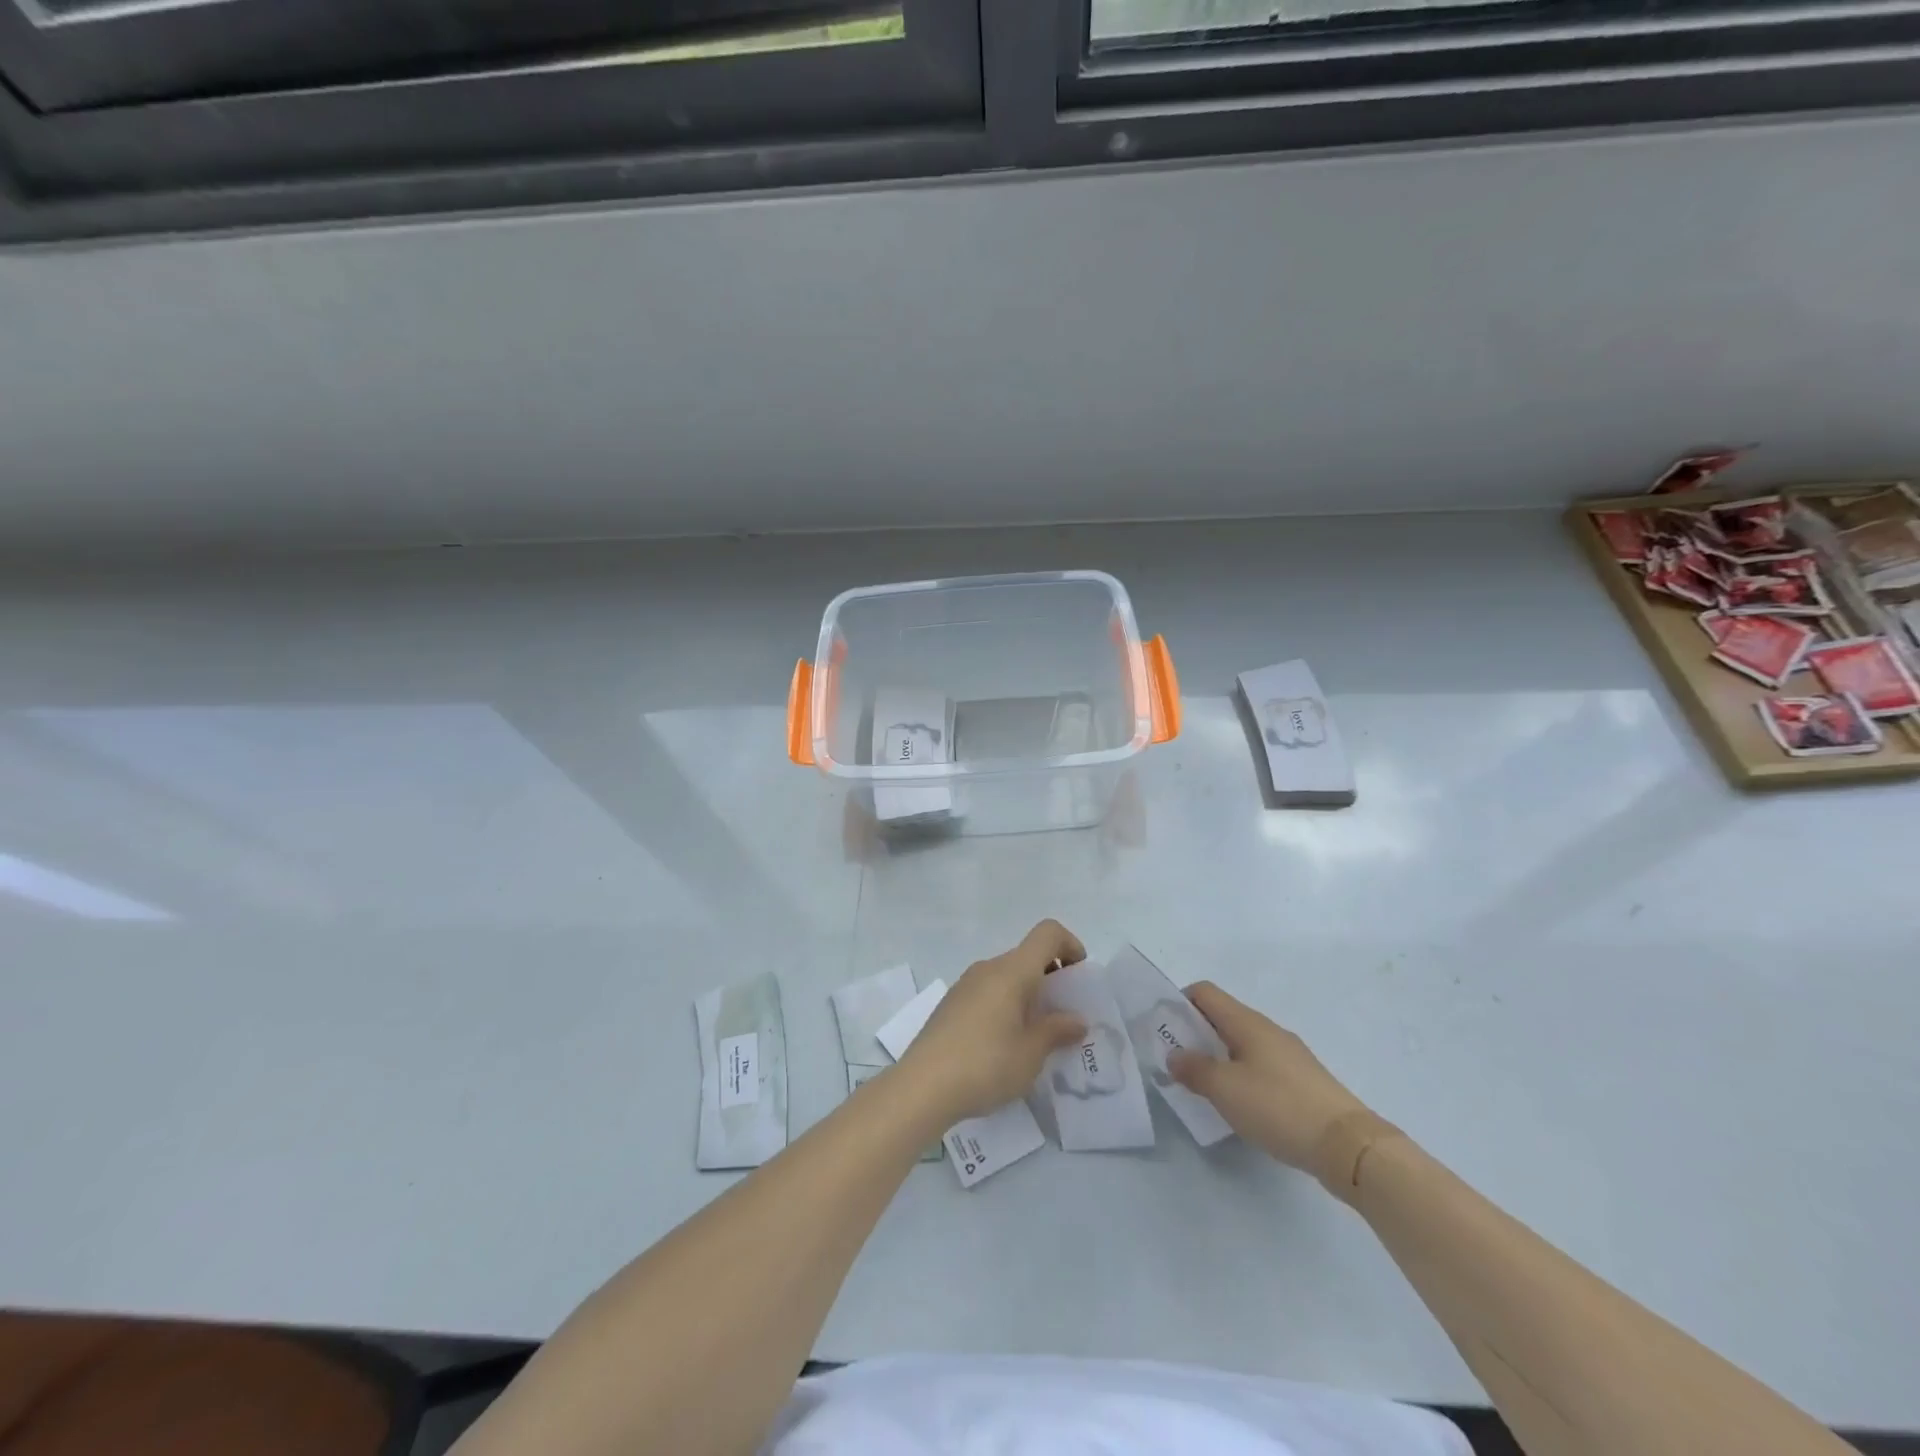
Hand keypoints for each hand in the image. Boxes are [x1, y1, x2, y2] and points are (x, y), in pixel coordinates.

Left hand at [897, 920, 1089, 1123]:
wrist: (922, 1086)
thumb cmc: (986, 1064)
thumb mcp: (1031, 1053)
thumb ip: (1057, 1031)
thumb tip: (1076, 1020)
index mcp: (1012, 971)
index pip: (1047, 933)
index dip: (1070, 945)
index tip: (1079, 979)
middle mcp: (988, 968)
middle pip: (1027, 956)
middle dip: (1051, 978)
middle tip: (1063, 1016)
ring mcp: (965, 984)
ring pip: (1007, 976)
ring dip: (1027, 995)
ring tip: (1036, 1036)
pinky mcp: (951, 1004)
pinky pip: (988, 992)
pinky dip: (1006, 1005)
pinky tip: (1004, 1044)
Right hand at [1168, 983, 1383, 1192]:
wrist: (1347, 1145)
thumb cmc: (1278, 1107)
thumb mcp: (1224, 1089)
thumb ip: (1194, 1069)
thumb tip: (1174, 1055)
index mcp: (1246, 1022)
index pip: (1205, 992)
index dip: (1179, 1003)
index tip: (1164, 1030)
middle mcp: (1267, 1030)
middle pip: (1222, 1018)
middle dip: (1195, 1034)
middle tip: (1177, 1063)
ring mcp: (1289, 1054)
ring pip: (1241, 1043)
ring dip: (1218, 1057)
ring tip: (1204, 1087)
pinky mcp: (1303, 1080)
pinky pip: (1260, 1065)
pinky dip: (1241, 1075)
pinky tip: (1240, 1105)